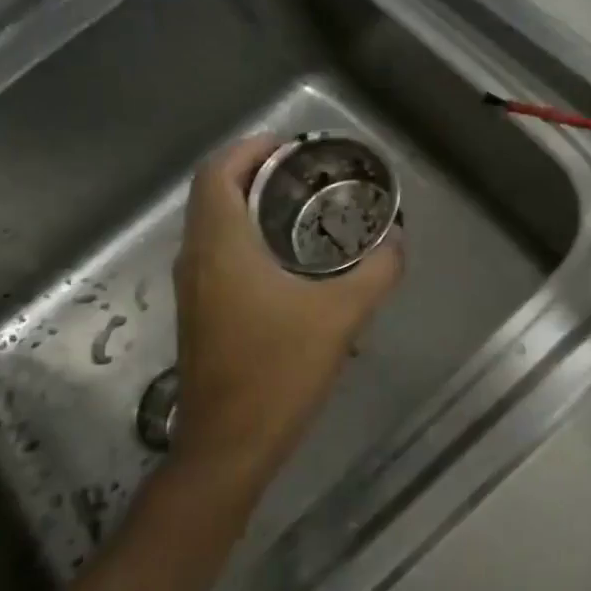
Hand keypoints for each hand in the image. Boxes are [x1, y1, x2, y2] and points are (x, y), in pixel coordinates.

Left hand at [171, 134, 402, 488]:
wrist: (229, 444)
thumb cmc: (278, 371)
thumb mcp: (341, 316)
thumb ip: (376, 273)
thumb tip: (397, 243)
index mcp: (220, 246)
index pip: (217, 173)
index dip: (248, 149)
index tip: (287, 145)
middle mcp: (196, 259)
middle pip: (213, 194)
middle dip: (252, 173)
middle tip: (302, 172)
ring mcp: (192, 290)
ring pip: (212, 226)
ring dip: (246, 207)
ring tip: (298, 208)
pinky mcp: (199, 315)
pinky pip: (216, 255)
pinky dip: (244, 239)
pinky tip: (285, 261)